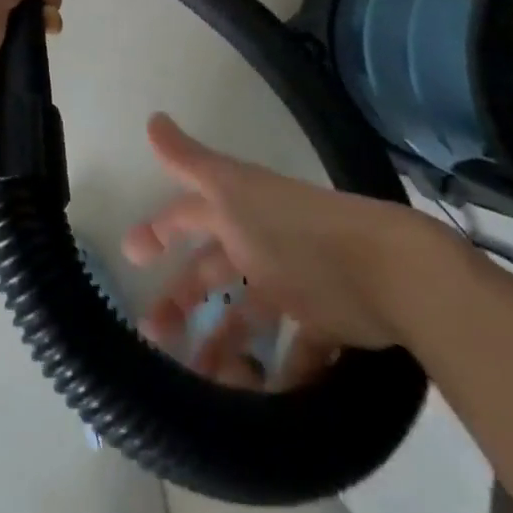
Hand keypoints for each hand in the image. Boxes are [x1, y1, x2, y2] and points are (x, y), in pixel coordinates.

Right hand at [124, 114, 462, 386]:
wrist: (383, 271)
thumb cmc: (293, 230)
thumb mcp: (232, 190)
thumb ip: (189, 161)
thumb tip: (151, 117)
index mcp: (236, 211)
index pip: (187, 216)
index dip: (158, 230)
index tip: (130, 256)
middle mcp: (260, 243)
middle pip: (211, 273)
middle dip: (181, 299)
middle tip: (153, 335)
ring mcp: (292, 284)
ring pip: (247, 316)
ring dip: (223, 345)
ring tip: (200, 381)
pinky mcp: (324, 323)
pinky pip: (295, 352)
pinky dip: (280, 374)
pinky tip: (263, 395)